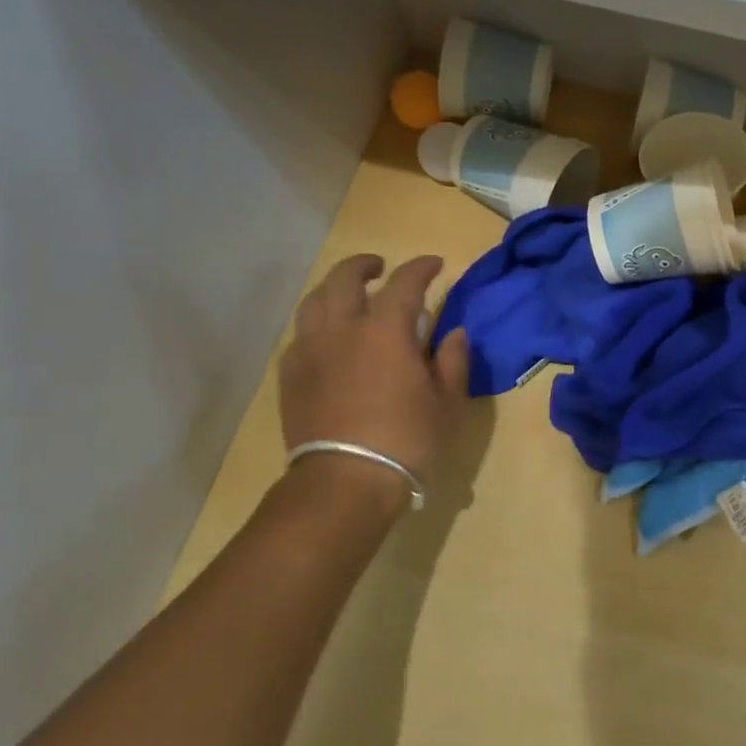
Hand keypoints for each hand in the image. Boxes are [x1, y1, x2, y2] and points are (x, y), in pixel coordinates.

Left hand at [278, 254, 469, 489]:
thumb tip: (454, 332)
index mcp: (385, 330)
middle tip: (380, 268)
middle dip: (364, 265)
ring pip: (315, 301)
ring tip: (348, 296)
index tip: (435, 264)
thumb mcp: (447, 403)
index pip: (404, 282)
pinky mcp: (290, 375)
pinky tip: (328, 338)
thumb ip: (453, 361)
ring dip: (334, 289)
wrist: (344, 480)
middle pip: (345, 278)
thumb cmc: (406, 441)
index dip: (421, 267)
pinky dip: (317, 324)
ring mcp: (310, 350)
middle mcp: (342, 329)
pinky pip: (301, 334)